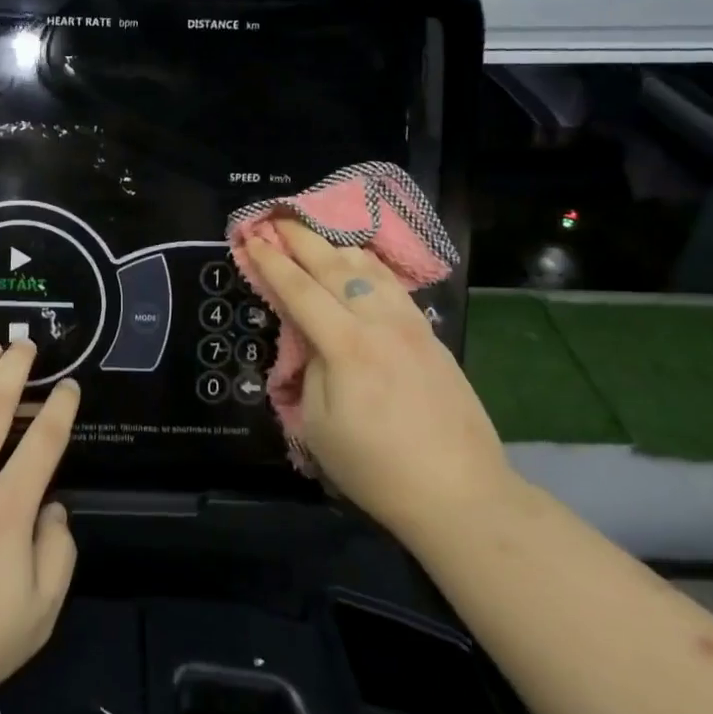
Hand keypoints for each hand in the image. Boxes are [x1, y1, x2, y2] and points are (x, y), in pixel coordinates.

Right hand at [242, 220, 510, 538]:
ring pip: (371, 269)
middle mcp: (381, 323)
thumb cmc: (376, 468)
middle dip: (303, 239)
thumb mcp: (318, 425)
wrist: (460, 494)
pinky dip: (370, 266)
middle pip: (336, 267)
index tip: (252, 238)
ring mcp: (413, 326)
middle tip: (278, 218)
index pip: (300, 290)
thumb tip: (311, 339)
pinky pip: (394, 286)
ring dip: (338, 245)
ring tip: (317, 233)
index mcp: (347, 346)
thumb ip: (310, 369)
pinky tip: (362, 264)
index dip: (272, 263)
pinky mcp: (432, 337)